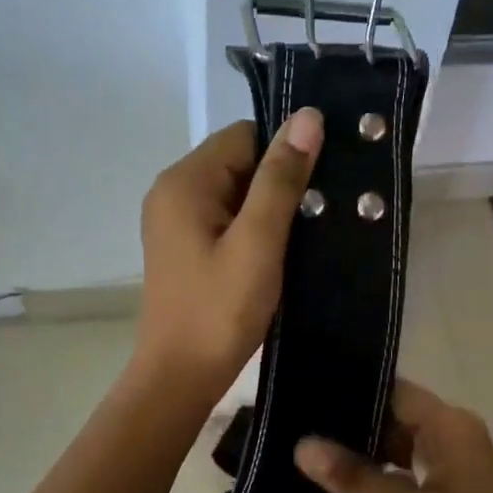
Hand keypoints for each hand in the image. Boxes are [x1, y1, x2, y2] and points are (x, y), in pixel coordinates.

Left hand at [135, 111, 323, 397]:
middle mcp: (173, 191)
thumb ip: (281, 179)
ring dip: (268, 210)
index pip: (245, 136)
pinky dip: (252, 230)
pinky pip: (225, 219)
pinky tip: (275, 255)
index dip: (285, 154)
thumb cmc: (219, 310)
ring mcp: (174, 221)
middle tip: (315, 218)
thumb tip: (307, 115)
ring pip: (235, 193)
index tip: (319, 186)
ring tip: (300, 239)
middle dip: (278, 184)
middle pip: (239, 162)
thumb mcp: (258, 241)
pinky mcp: (183, 247)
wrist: (180, 377)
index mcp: (185, 181)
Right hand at [294, 379, 492, 492]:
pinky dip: (383, 477)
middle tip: (300, 431)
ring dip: (366, 455)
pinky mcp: (454, 491)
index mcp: (450, 425)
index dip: (351, 391)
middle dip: (352, 427)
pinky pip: (410, 470)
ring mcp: (457, 464)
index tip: (307, 397)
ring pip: (400, 446)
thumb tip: (302, 445)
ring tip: (314, 459)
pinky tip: (347, 490)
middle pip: (395, 416)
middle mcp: (455, 434)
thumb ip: (353, 477)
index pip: (393, 390)